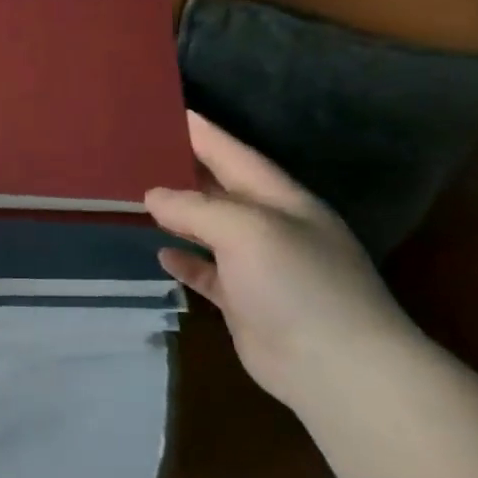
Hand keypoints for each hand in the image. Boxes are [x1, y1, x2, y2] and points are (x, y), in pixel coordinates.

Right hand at [145, 111, 418, 409]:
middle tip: (144, 151)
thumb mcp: (247, 231)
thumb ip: (197, 209)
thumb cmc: (298, 284)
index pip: (236, 156)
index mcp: (282, 202)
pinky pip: (207, 272)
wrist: (336, 365)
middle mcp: (272, 228)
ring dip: (180, 215)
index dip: (206, 135)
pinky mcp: (244, 302)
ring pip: (211, 230)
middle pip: (222, 190)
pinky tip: (161, 253)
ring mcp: (259, 267)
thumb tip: (154, 196)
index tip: (173, 111)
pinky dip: (185, 261)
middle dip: (188, 170)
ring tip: (141, 197)